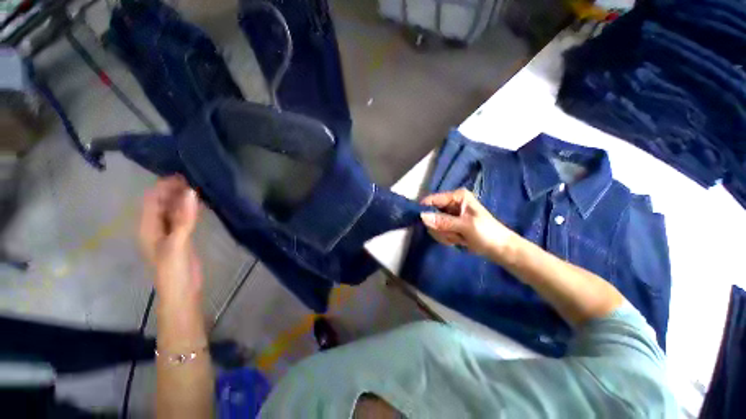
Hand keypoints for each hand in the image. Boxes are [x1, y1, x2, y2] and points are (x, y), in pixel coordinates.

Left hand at [139, 176, 202, 298]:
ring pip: (172, 209)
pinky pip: (182, 217)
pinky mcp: (180, 237)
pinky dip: (189, 208)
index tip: (183, 174)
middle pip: (161, 202)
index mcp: (148, 227)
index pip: (152, 199)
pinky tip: (199, 203)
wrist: (182, 291)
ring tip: (199, 186)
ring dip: (182, 198)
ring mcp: (168, 232)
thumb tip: (190, 192)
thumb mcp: (177, 244)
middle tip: (195, 178)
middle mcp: (155, 226)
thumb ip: (183, 219)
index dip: (164, 185)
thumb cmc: (174, 269)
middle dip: (174, 189)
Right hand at [420, 188, 515, 256]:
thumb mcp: (466, 226)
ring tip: (459, 237)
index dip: (426, 210)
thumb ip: (443, 221)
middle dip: (440, 227)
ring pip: (433, 225)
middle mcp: (451, 203)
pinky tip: (458, 240)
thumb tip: (422, 216)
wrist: (499, 249)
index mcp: (457, 197)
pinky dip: (446, 238)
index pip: (432, 200)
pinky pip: (438, 231)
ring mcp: (449, 215)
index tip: (428, 223)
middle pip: (431, 213)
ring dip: (444, 234)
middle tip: (453, 233)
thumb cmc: (487, 233)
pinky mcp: (449, 225)